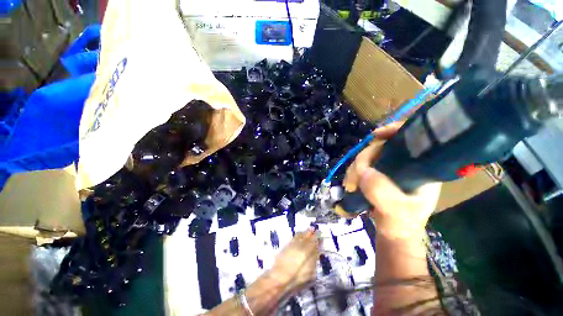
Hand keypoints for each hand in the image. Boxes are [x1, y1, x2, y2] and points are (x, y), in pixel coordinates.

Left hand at [268, 228, 319, 293]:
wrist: (279, 276)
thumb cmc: (296, 278)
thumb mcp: (309, 273)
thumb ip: (314, 261)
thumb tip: (317, 253)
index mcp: (307, 252)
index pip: (314, 242)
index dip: (317, 237)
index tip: (320, 233)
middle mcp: (301, 245)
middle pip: (307, 236)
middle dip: (311, 232)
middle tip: (314, 228)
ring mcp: (293, 244)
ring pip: (301, 235)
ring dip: (305, 232)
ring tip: (309, 229)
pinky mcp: (287, 244)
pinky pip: (295, 236)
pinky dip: (299, 234)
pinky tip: (300, 233)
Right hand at [343, 123, 441, 239]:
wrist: (393, 236)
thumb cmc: (402, 225)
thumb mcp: (396, 212)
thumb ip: (382, 192)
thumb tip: (363, 171)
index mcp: (421, 169)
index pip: (413, 139)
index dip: (395, 131)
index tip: (376, 136)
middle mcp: (405, 165)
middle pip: (381, 148)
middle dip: (363, 160)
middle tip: (353, 178)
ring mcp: (389, 170)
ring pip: (368, 157)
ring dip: (354, 169)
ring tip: (349, 186)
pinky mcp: (377, 175)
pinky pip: (362, 166)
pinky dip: (353, 173)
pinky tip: (350, 184)